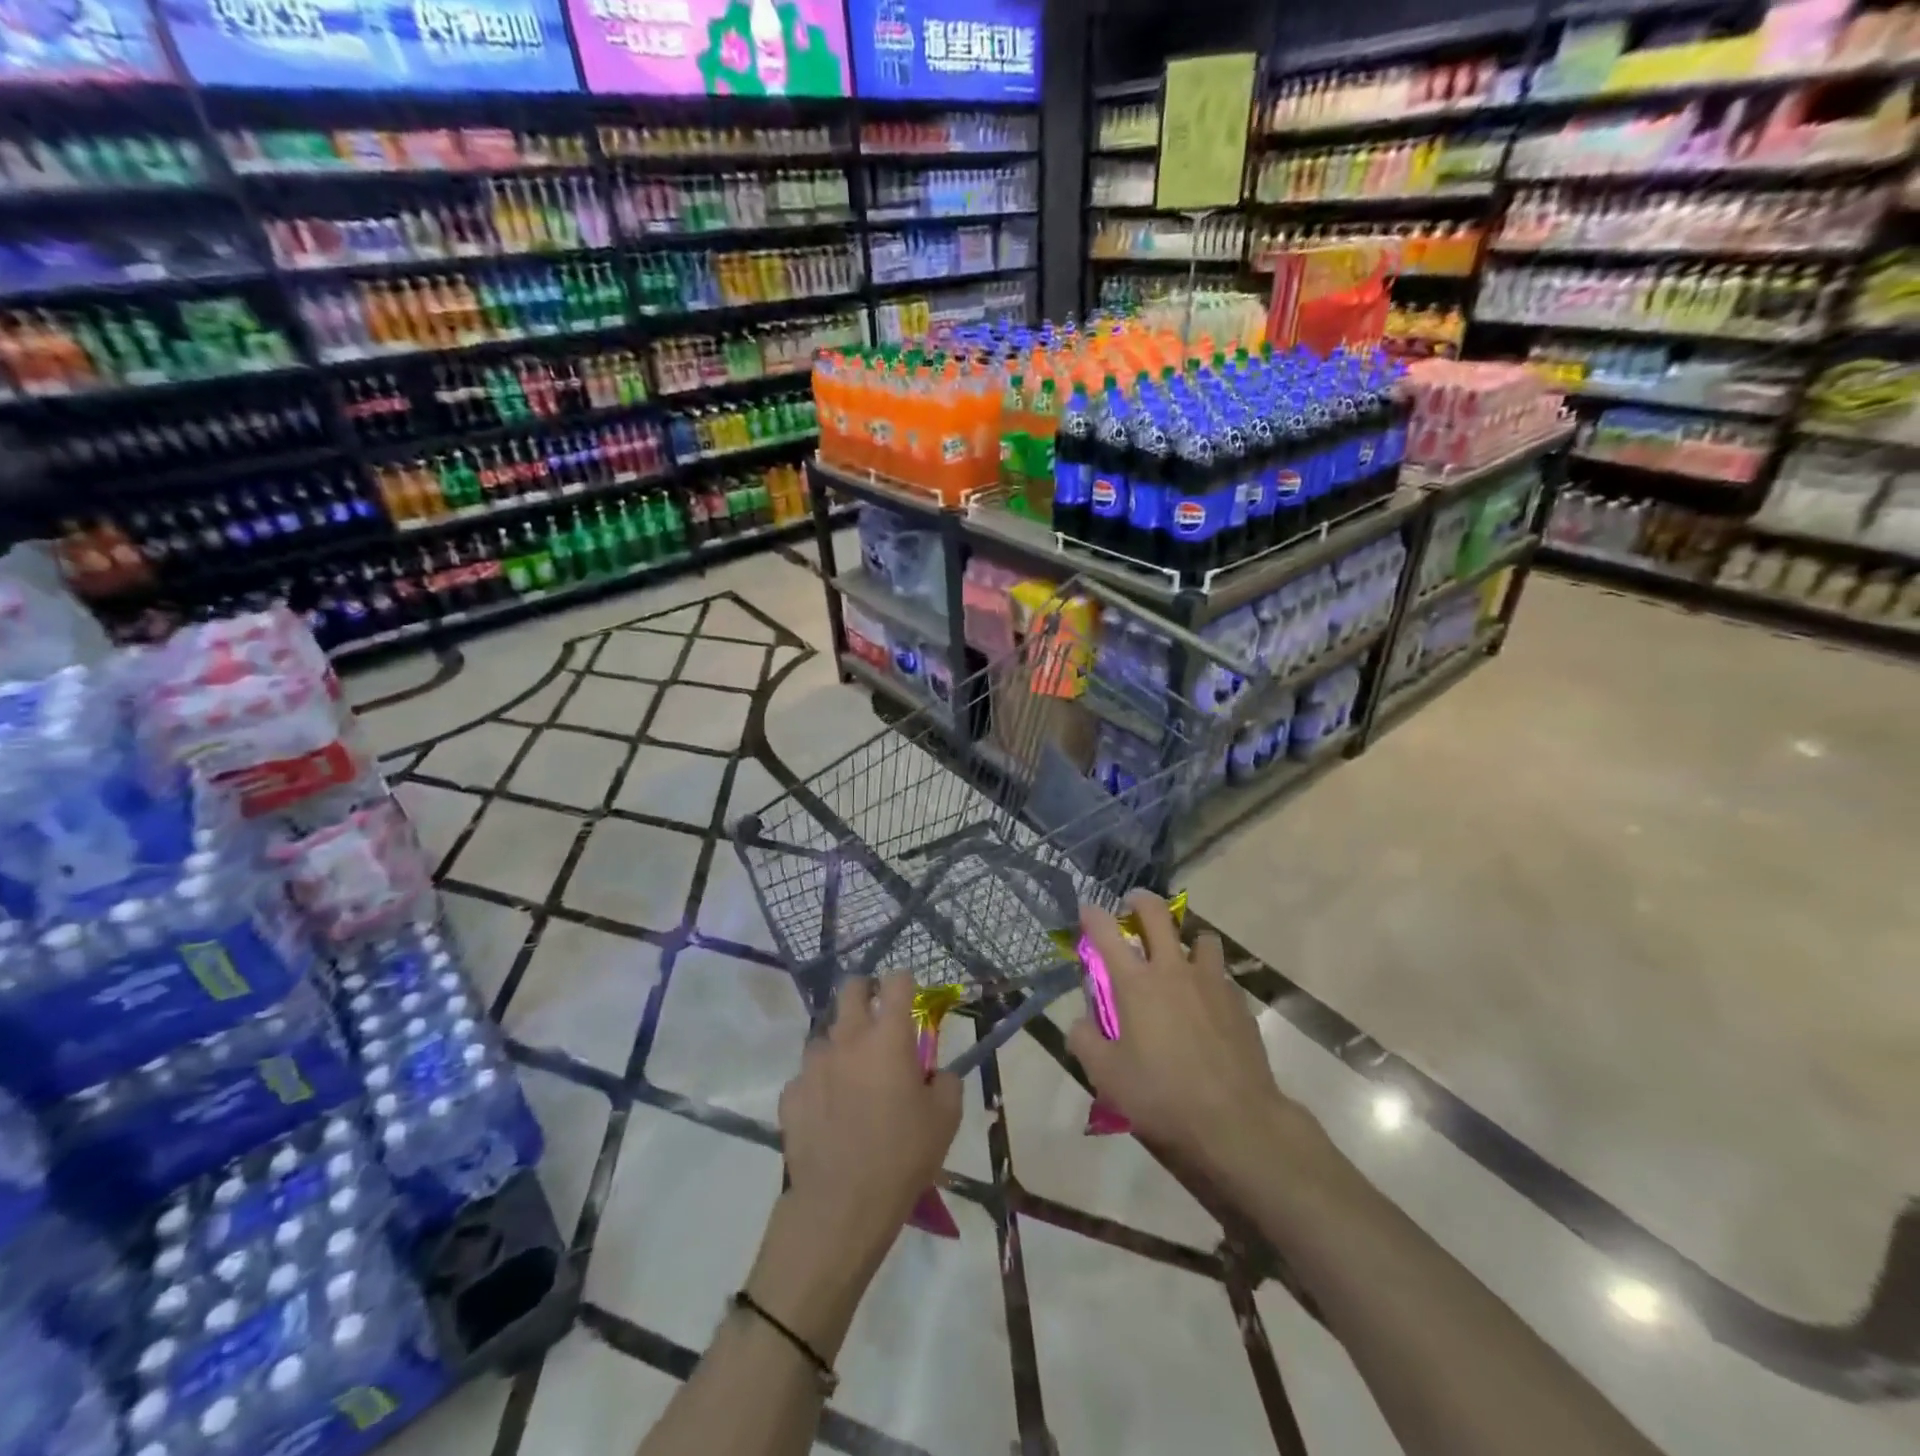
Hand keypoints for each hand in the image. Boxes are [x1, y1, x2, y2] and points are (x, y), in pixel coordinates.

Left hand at [776, 973, 962, 1264]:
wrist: (842, 1205)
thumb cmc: (902, 1156)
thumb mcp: (945, 1119)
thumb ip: (945, 1082)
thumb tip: (933, 1074)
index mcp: (889, 1037)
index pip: (897, 982)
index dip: (904, 981)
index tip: (909, 993)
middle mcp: (848, 1038)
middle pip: (851, 989)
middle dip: (865, 990)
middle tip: (876, 1013)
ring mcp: (814, 1064)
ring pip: (825, 1034)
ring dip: (840, 1044)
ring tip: (851, 1075)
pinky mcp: (791, 1093)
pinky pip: (807, 1076)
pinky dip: (819, 1084)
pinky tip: (828, 1110)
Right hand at [1068, 891, 1319, 1188]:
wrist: (1236, 1120)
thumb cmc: (1163, 1095)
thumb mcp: (1107, 1077)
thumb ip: (1085, 1043)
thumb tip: (1079, 1024)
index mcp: (1136, 983)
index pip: (1106, 933)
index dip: (1092, 915)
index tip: (1086, 908)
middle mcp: (1172, 970)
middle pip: (1157, 915)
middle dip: (1141, 901)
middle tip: (1133, 905)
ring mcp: (1211, 982)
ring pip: (1202, 937)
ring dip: (1187, 939)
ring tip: (1181, 957)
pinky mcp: (1239, 1003)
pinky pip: (1221, 975)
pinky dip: (1210, 977)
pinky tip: (1207, 1002)